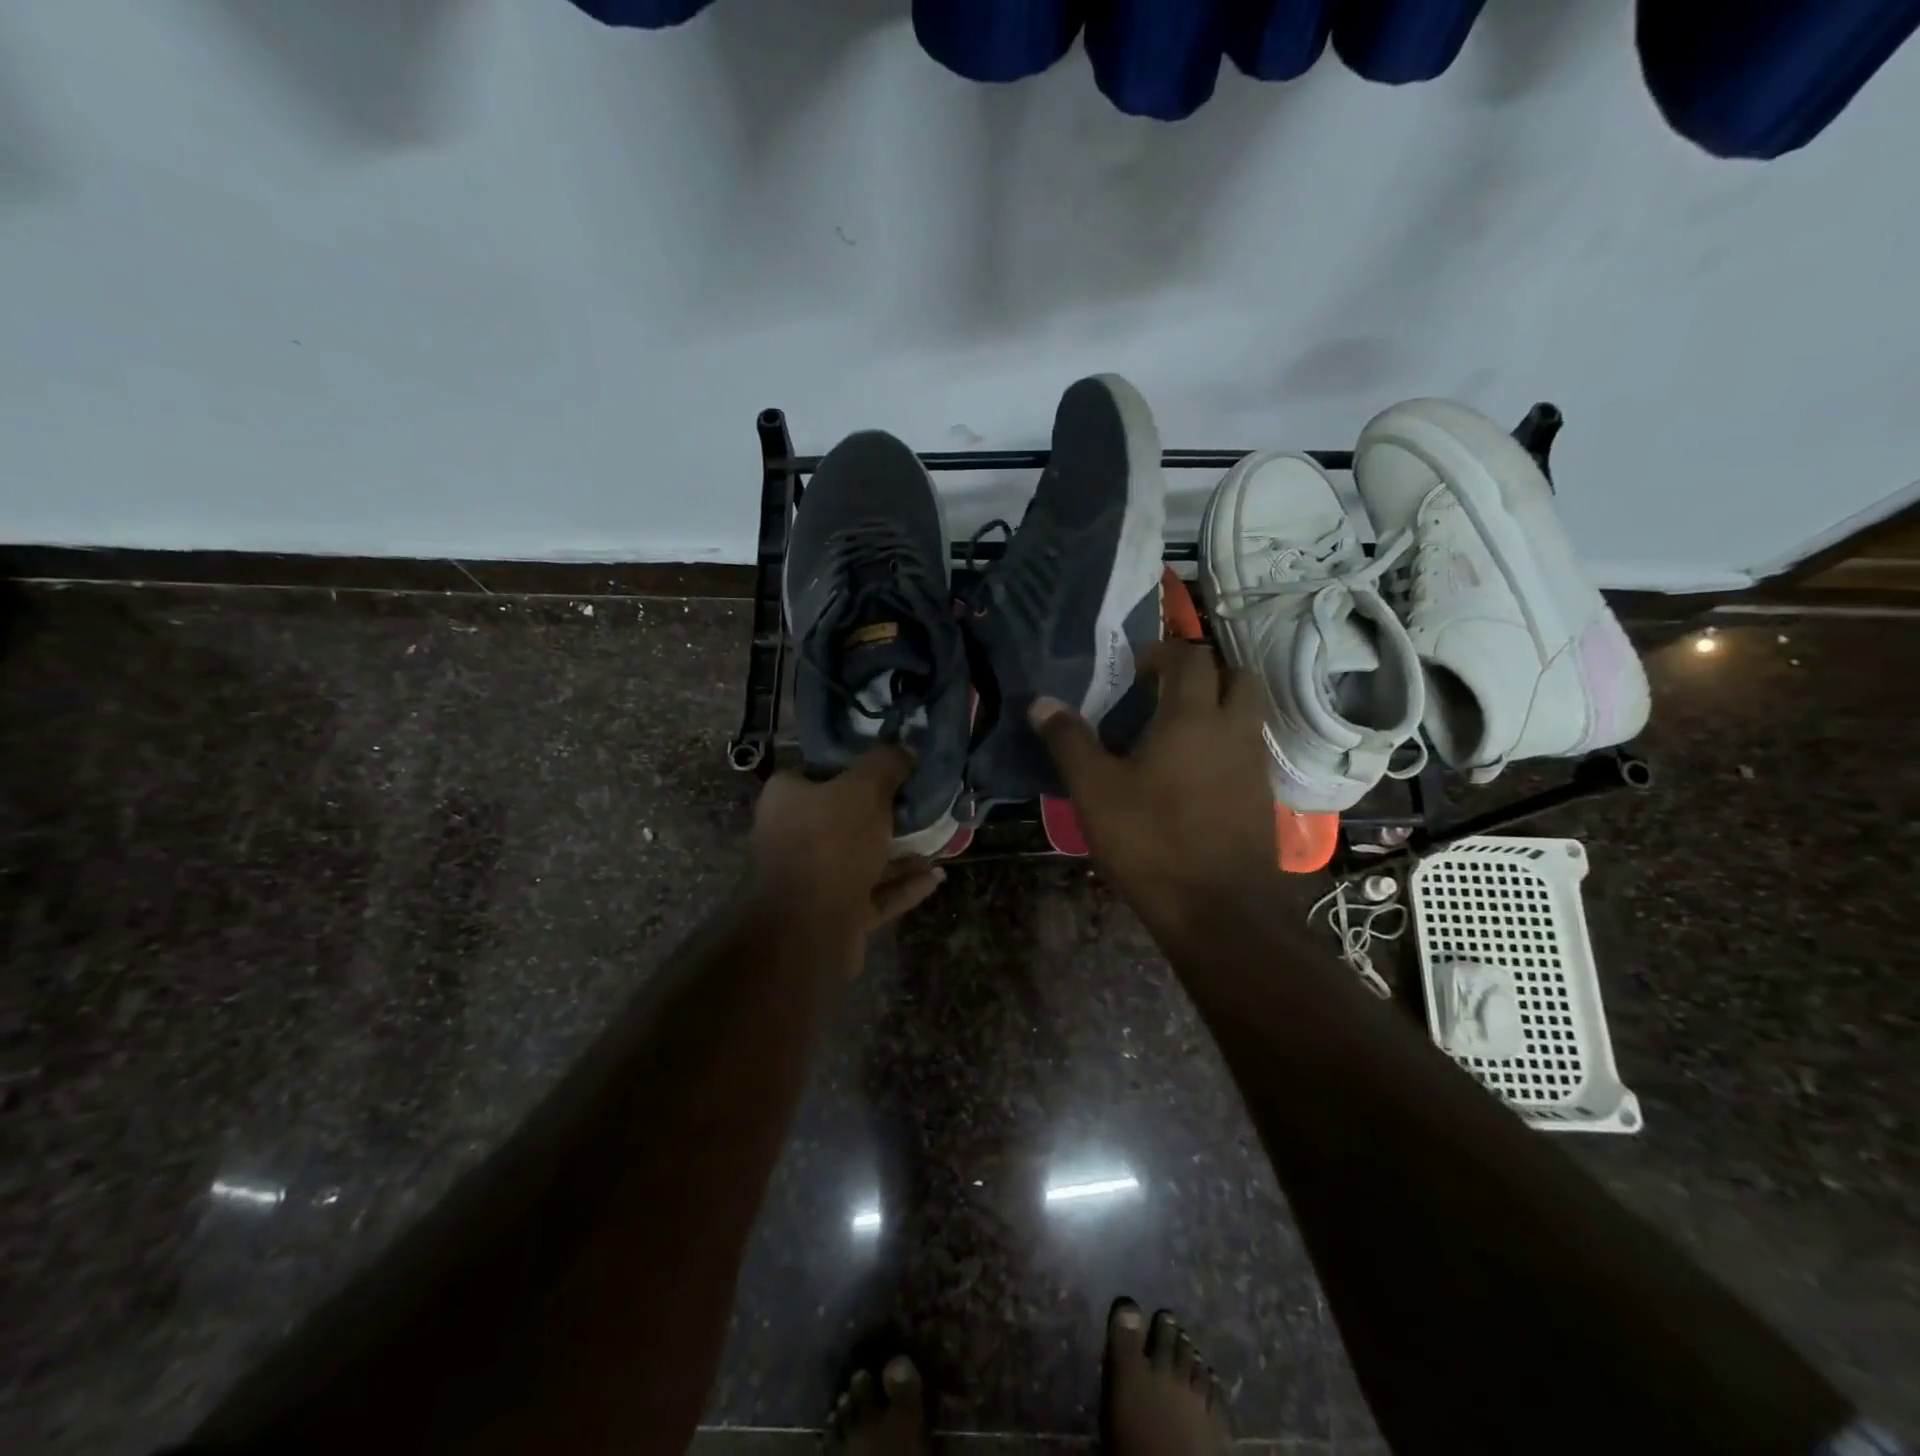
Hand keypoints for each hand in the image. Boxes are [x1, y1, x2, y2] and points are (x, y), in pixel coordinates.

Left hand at [747, 745, 945, 946]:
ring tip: (940, 838)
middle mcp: (794, 836)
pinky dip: (904, 884)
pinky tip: (937, 876)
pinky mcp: (835, 912)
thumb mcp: (863, 789)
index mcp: (788, 799)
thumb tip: (905, 748)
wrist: (806, 929)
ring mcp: (814, 879)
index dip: (856, 766)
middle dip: (887, 812)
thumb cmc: (829, 844)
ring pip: (863, 857)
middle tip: (924, 803)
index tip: (894, 766)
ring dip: (901, 851)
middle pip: (846, 816)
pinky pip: (875, 892)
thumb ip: (886, 764)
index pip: (820, 771)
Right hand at [1031, 642, 1277, 943]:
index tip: (1133, 672)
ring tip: (1174, 733)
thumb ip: (1069, 741)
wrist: (1219, 910)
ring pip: (1247, 714)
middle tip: (1164, 693)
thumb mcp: (1095, 790)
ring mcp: (1255, 765)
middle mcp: (1234, 730)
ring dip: (1217, 708)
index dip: (1162, 653)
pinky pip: (1248, 750)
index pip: (1190, 657)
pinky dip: (1225, 744)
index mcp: (1193, 716)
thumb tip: (1042, 703)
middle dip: (1202, 673)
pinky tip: (1191, 776)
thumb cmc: (1151, 841)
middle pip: (1235, 675)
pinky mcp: (1262, 797)